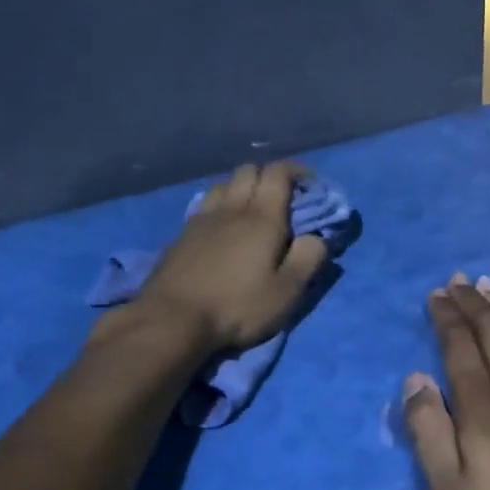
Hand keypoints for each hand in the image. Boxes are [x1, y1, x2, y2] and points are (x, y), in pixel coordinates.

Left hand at [124, 162, 329, 353]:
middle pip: (249, 171)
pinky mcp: (181, 235)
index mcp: (262, 217)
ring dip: (242, 188)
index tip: (310, 184)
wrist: (172, 319)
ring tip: (251, 209)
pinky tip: (221, 226)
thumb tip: (317, 237)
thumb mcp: (286, 292)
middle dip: (269, 176)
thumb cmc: (237, 306)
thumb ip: (308, 259)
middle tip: (283, 197)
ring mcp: (201, 219)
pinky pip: (205, 205)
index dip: (296, 171)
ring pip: (224, 185)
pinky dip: (220, 206)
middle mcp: (231, 208)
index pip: (279, 173)